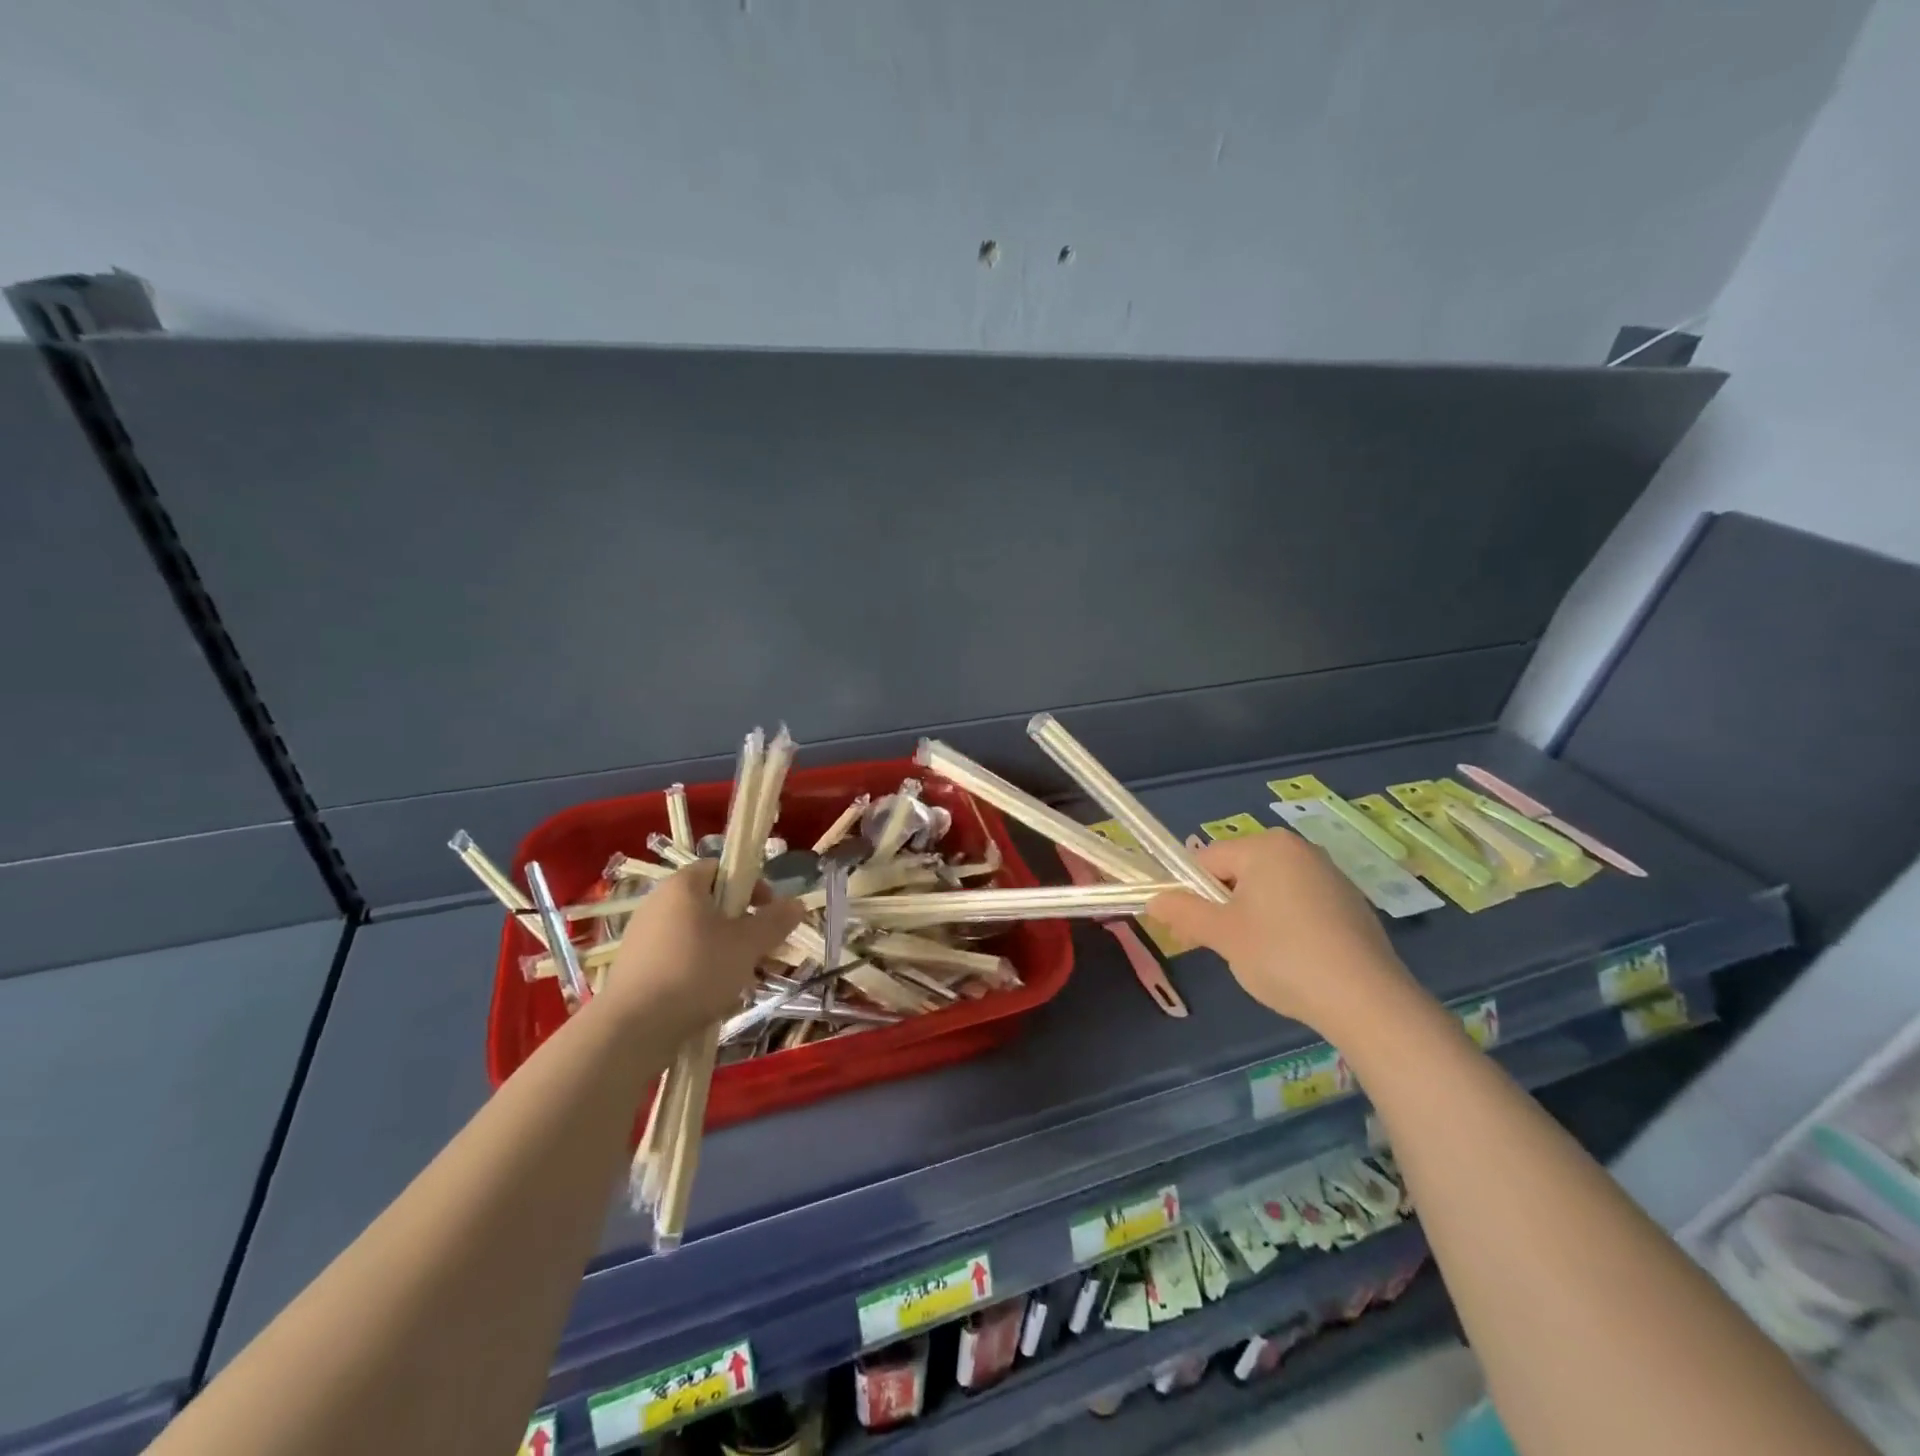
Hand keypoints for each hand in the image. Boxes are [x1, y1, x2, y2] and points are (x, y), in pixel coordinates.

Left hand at [599, 862, 803, 1035]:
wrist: (632, 1029)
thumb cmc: (696, 972)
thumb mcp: (748, 945)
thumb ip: (775, 921)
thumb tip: (797, 903)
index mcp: (683, 885)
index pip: (722, 868)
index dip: (751, 885)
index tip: (768, 912)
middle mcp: (658, 903)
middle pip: (711, 904)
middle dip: (742, 926)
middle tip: (762, 951)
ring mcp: (643, 936)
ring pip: (697, 935)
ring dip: (725, 951)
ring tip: (742, 981)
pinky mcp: (635, 968)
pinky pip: (678, 958)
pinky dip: (700, 970)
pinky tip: (713, 998)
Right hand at [1146, 832, 1417, 1038]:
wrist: (1366, 1000)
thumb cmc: (1283, 956)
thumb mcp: (1223, 935)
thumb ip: (1183, 913)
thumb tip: (1154, 901)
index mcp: (1266, 847)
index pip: (1207, 860)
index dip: (1190, 894)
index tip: (1189, 930)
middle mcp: (1299, 849)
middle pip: (1238, 872)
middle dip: (1222, 906)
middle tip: (1220, 946)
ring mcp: (1330, 875)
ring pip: (1269, 890)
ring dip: (1252, 917)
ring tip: (1259, 958)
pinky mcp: (1350, 903)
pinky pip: (1300, 904)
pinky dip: (1285, 925)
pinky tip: (1293, 960)